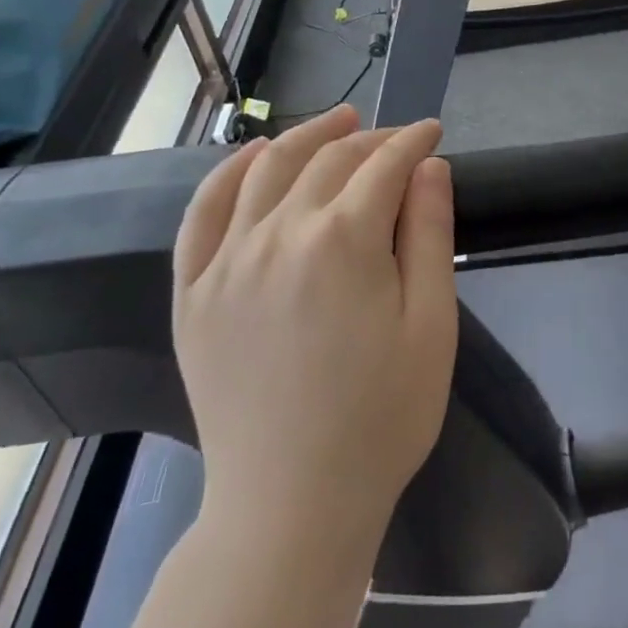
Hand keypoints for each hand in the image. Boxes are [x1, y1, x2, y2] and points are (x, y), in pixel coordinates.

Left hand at [171, 105, 457, 538]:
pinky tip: (252, 157)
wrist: (292, 505)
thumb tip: (428, 166)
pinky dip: (229, 172)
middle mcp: (279, 234)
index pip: (384, 165)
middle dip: (370, 138)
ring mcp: (227, 261)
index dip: (414, 141)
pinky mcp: (194, 293)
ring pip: (266, 170)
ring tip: (335, 122)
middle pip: (328, 160)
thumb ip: (430, 233)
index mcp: (343, 241)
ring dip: (305, 137)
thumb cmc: (382, 415)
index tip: (433, 131)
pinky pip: (203, 213)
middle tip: (397, 138)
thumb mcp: (431, 323)